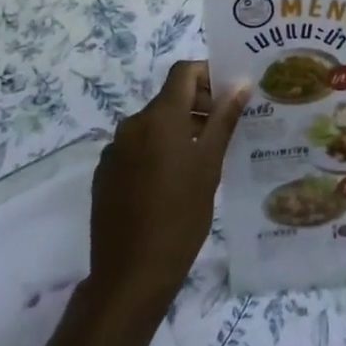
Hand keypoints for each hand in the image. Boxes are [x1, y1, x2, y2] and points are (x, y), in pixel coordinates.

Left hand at [89, 61, 247, 314]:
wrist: (131, 273)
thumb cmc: (181, 214)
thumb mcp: (210, 164)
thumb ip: (224, 118)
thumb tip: (240, 82)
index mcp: (159, 117)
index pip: (184, 72)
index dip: (208, 75)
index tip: (229, 97)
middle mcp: (132, 124)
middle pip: (169, 99)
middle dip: (198, 107)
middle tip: (224, 133)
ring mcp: (114, 150)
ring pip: (153, 126)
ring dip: (178, 131)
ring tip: (201, 162)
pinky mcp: (105, 174)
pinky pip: (136, 149)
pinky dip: (157, 153)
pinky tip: (171, 185)